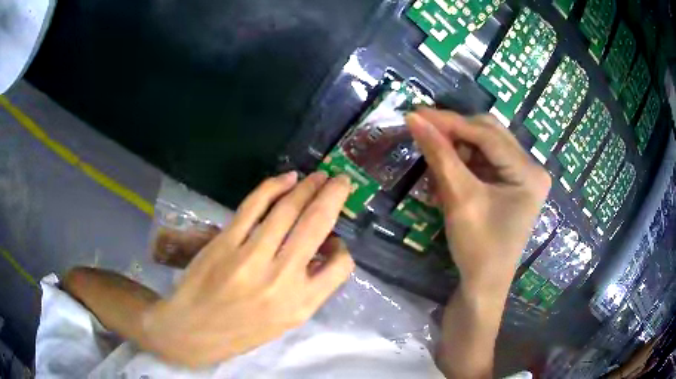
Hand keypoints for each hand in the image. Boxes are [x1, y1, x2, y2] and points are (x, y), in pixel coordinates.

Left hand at [141, 172, 354, 367]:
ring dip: (307, 187)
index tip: (335, 242)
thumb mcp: (284, 322)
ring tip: (319, 176)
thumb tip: (321, 254)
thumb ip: (309, 290)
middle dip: (333, 196)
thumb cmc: (241, 332)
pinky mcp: (225, 241)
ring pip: (287, 210)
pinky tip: (286, 179)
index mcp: (300, 304)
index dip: (343, 249)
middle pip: (315, 225)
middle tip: (342, 180)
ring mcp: (250, 257)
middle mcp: (281, 279)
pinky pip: (254, 205)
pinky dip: (273, 187)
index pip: (340, 266)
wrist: (193, 330)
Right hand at [408, 109, 550, 377]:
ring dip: (457, 147)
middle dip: (454, 131)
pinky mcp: (511, 183)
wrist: (483, 286)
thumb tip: (414, 118)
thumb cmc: (478, 249)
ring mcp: (522, 175)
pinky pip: (485, 160)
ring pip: (485, 145)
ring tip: (432, 155)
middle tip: (422, 129)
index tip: (416, 113)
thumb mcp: (459, 199)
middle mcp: (531, 168)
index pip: (487, 134)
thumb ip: (439, 155)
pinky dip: (463, 162)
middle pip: (489, 134)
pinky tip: (446, 171)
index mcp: (529, 173)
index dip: (450, 122)